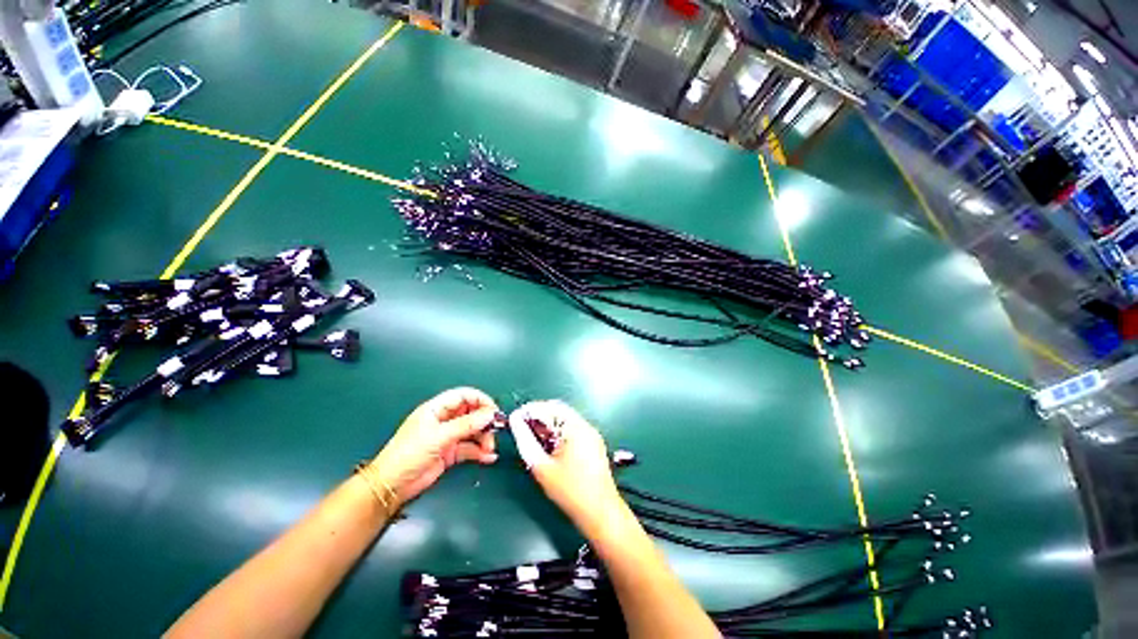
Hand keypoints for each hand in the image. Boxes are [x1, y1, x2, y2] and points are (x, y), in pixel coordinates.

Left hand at [371, 387, 499, 506]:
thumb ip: (466, 425)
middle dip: (484, 421)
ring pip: (473, 431)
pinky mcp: (450, 453)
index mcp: (436, 409)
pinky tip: (488, 457)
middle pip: (471, 413)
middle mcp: (444, 420)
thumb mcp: (439, 436)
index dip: (480, 400)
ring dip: (484, 438)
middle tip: (495, 430)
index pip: (464, 396)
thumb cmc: (408, 455)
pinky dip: (480, 452)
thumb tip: (489, 415)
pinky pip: (470, 448)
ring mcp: (448, 437)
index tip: (493, 411)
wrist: (391, 486)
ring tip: (489, 448)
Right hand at [509, 400, 624, 530]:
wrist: (600, 513)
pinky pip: (572, 430)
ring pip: (565, 420)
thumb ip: (525, 441)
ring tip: (532, 437)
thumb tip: (515, 421)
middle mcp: (585, 425)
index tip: (515, 417)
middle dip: (538, 417)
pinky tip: (548, 446)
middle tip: (521, 428)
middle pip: (559, 411)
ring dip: (548, 425)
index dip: (530, 409)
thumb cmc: (570, 490)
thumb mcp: (541, 466)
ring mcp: (591, 434)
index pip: (550, 407)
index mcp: (575, 426)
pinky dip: (558, 433)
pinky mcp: (593, 444)